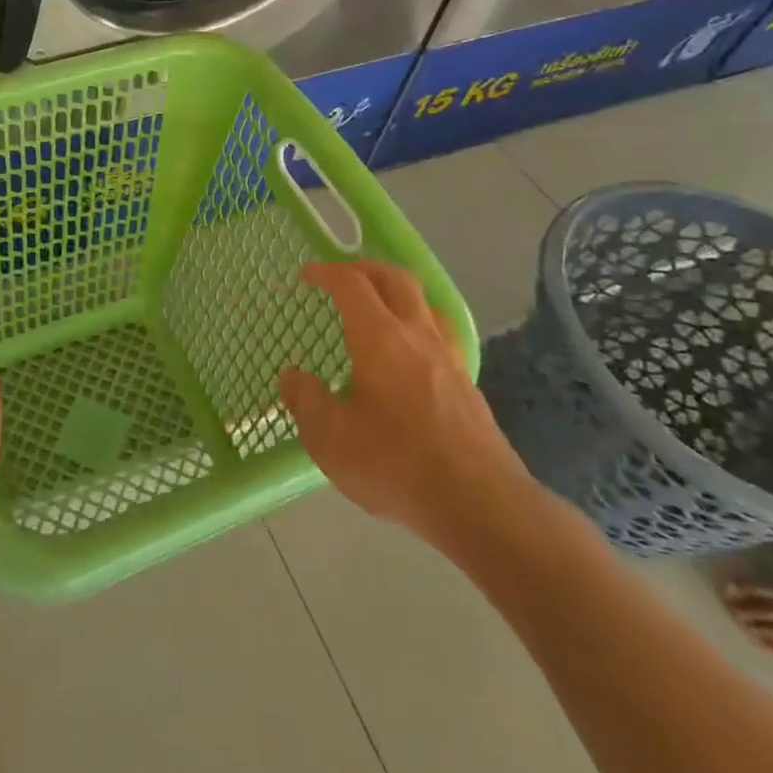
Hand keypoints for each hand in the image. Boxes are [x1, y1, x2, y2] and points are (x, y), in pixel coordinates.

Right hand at [280, 261, 541, 556]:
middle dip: (366, 268)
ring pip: (424, 304)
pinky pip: (441, 335)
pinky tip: (409, 353)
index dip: (327, 272)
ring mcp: (448, 359)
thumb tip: (293, 377)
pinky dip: (418, 325)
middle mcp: (417, 336)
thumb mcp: (330, 437)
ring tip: (378, 307)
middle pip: (396, 279)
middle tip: (342, 276)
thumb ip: (306, 400)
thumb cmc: (395, 463)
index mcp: (379, 338)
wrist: (480, 504)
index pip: (351, 285)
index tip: (306, 275)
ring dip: (397, 293)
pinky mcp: (467, 385)